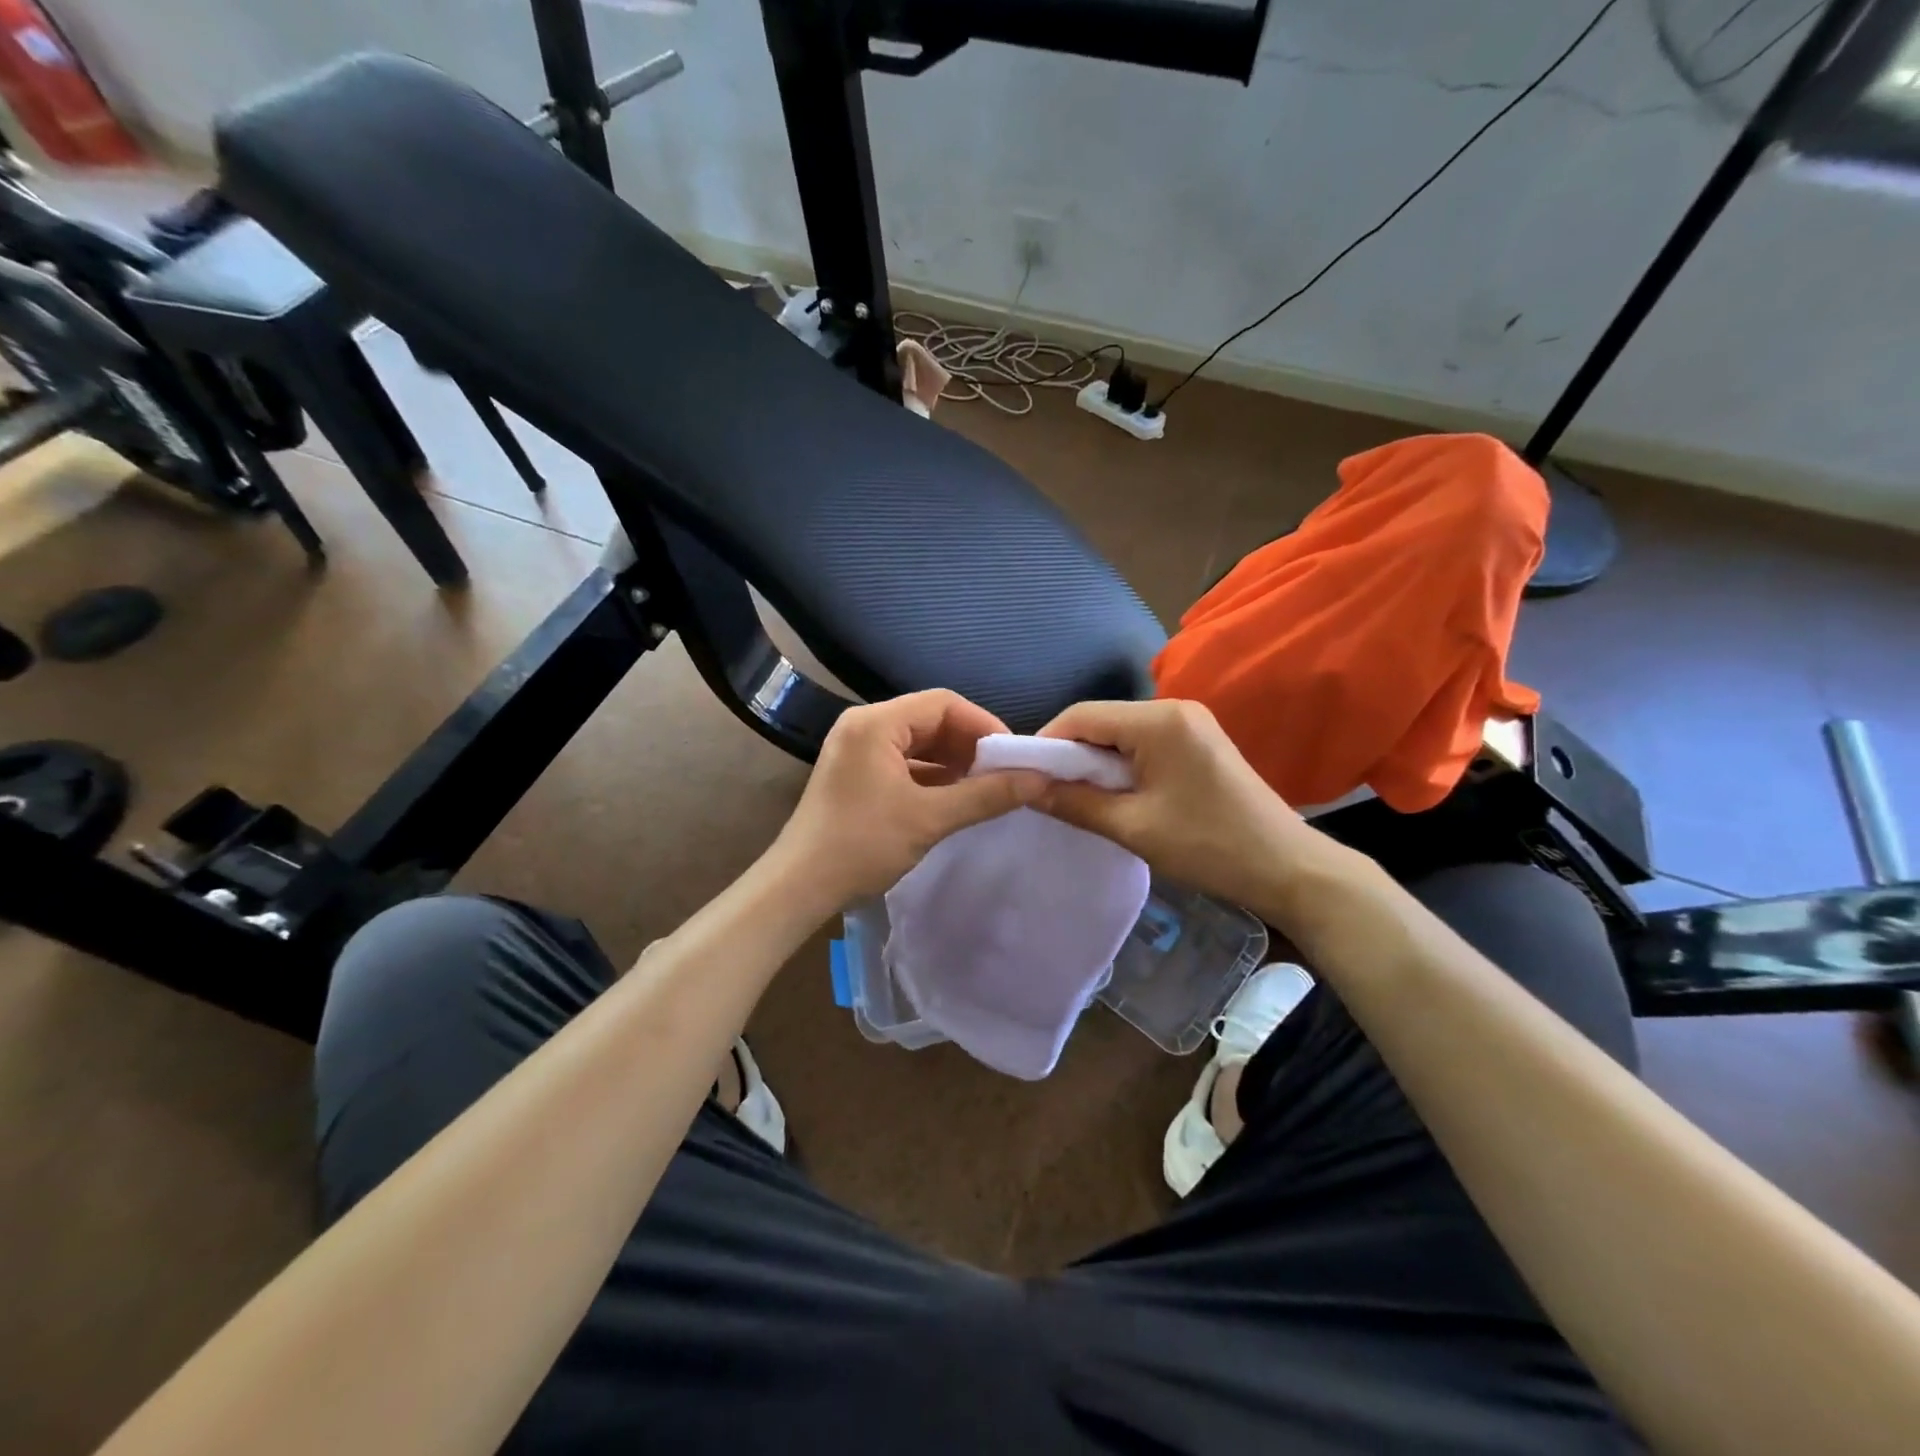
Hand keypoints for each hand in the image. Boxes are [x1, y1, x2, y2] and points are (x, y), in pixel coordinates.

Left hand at [772, 690, 1046, 905]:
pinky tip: (954, 798)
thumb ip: (986, 795)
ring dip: (953, 762)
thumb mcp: (930, 819)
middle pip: (930, 720)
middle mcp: (864, 725)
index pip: (943, 703)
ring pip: (918, 743)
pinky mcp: (856, 773)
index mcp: (876, 723)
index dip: (984, 724)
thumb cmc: (862, 845)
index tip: (1013, 755)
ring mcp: (857, 749)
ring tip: (985, 788)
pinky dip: (932, 776)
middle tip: (1003, 774)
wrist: (800, 886)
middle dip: (970, 745)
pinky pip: (903, 762)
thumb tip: (1038, 780)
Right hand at [1035, 698, 1339, 914]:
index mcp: (1158, 721)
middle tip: (1049, 793)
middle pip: (1102, 721)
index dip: (1047, 743)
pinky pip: (1145, 743)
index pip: (1082, 715)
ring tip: (1079, 798)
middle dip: (1071, 755)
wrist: (1289, 868)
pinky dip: (1122, 765)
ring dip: (1096, 762)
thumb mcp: (1133, 827)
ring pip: (1122, 733)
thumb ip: (1074, 802)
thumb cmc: (1209, 846)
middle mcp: (1174, 708)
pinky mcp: (1199, 741)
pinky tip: (1117, 794)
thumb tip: (1027, 789)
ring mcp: (1191, 723)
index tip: (1025, 777)